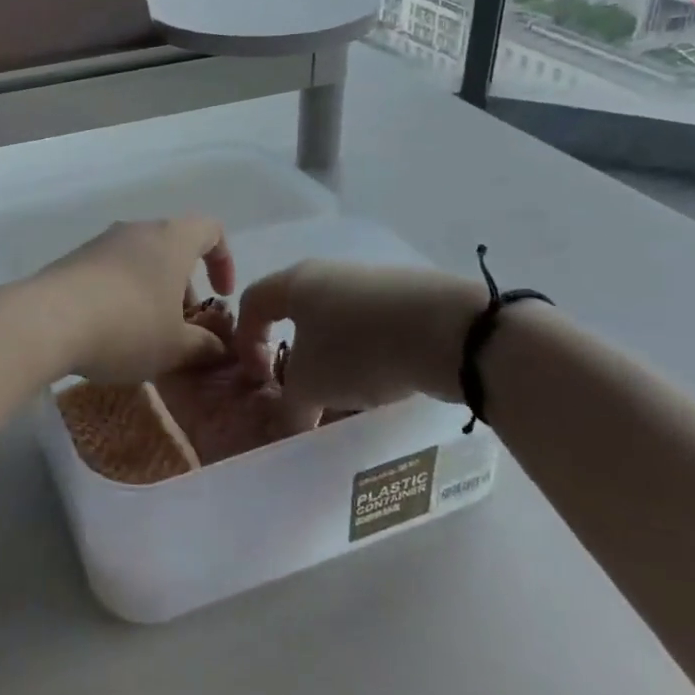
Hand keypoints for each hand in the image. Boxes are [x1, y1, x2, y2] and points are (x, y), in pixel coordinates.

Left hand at [29, 218, 235, 383]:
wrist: (47, 320)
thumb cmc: (127, 326)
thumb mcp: (175, 347)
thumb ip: (204, 346)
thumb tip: (219, 348)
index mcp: (172, 239)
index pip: (211, 230)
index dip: (224, 261)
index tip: (221, 296)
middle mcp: (138, 230)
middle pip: (173, 248)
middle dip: (185, 286)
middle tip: (183, 327)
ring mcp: (102, 242)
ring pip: (141, 260)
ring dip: (153, 292)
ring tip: (147, 335)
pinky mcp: (74, 259)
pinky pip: (111, 271)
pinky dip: (122, 294)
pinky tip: (112, 331)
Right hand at [233, 260, 490, 410]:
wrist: (447, 330)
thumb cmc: (357, 349)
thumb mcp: (312, 386)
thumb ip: (291, 406)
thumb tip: (291, 421)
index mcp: (295, 282)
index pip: (253, 303)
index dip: (247, 342)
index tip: (260, 379)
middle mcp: (328, 274)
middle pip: (297, 314)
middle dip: (295, 356)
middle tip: (303, 390)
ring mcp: (371, 283)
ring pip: (337, 324)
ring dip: (333, 360)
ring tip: (347, 398)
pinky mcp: (407, 297)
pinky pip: (372, 328)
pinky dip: (367, 356)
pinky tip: (383, 385)